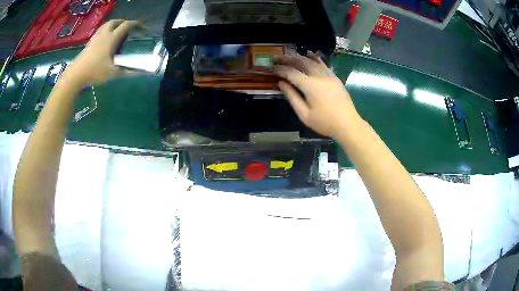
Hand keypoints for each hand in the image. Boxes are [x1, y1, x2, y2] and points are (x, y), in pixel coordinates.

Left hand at [61, 20, 142, 85]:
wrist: (76, 74)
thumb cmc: (95, 71)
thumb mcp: (112, 73)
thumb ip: (127, 72)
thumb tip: (141, 72)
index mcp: (112, 38)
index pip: (127, 25)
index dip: (136, 25)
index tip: (142, 29)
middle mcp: (105, 34)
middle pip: (116, 21)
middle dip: (124, 23)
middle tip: (129, 29)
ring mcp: (96, 37)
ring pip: (107, 25)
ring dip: (115, 25)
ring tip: (118, 31)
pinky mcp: (90, 42)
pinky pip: (100, 31)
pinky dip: (106, 30)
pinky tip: (106, 39)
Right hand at [274, 52, 361, 136]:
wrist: (348, 125)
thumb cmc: (325, 123)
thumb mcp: (304, 114)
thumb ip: (292, 97)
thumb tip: (281, 83)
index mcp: (310, 86)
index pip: (291, 73)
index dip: (280, 69)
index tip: (271, 68)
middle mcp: (319, 76)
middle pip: (301, 63)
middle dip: (288, 59)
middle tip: (277, 57)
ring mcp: (329, 75)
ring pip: (312, 61)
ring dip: (299, 57)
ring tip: (289, 55)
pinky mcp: (335, 77)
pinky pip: (323, 64)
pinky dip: (315, 58)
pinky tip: (309, 55)